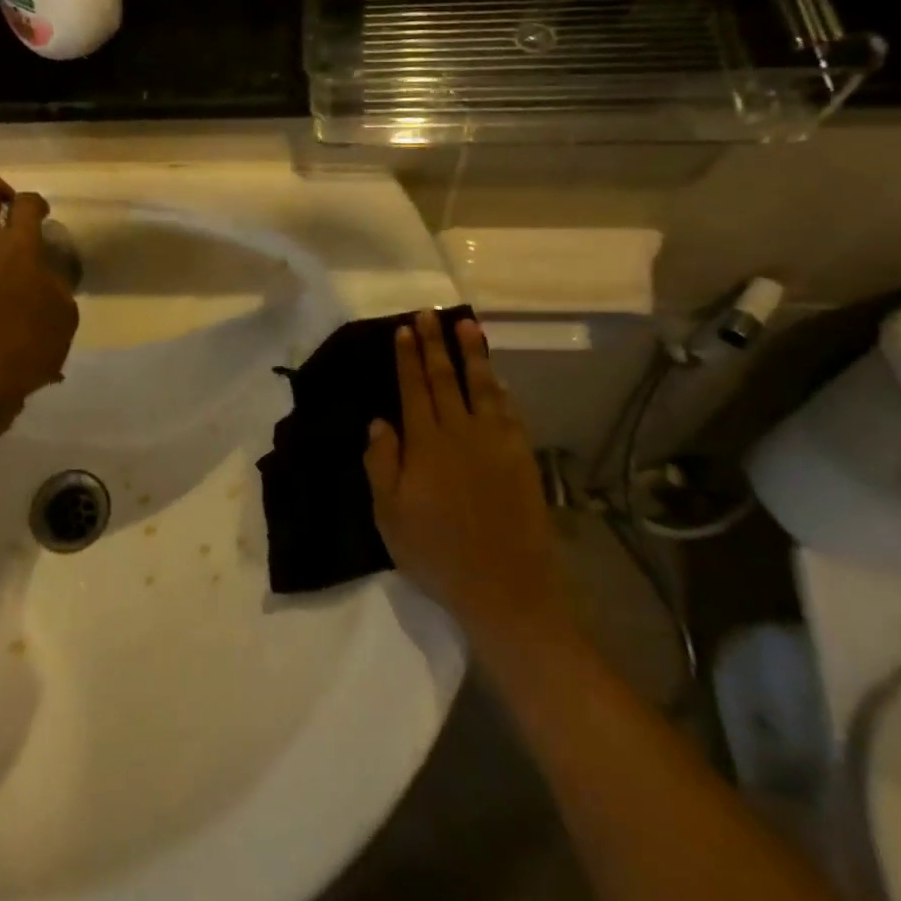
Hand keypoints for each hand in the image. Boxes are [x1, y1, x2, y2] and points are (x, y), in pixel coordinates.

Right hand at [364, 315, 574, 639]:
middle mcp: (461, 433)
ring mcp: (497, 443)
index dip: (408, 358)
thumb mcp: (390, 515)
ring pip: (482, 387)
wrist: (506, 586)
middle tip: (429, 315)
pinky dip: (501, 391)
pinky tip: (498, 380)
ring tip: (468, 326)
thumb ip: (381, 464)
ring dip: (474, 354)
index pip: (414, 389)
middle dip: (436, 344)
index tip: (404, 330)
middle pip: (446, 379)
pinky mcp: (522, 458)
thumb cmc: (437, 553)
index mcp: (426, 444)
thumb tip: (379, 421)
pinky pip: (509, 413)